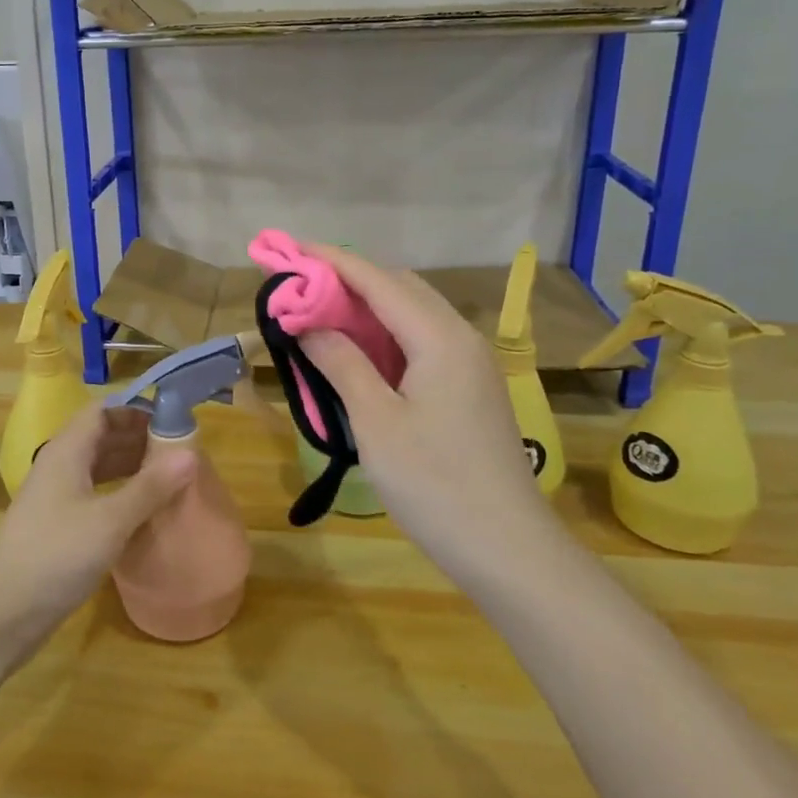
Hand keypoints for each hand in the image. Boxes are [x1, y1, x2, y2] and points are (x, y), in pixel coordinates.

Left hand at [0, 402, 193, 652]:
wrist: (3, 613)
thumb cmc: (57, 555)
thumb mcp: (111, 520)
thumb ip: (150, 486)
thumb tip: (190, 453)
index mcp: (67, 450)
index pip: (103, 410)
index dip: (137, 410)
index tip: (173, 420)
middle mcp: (59, 465)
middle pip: (102, 436)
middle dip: (139, 438)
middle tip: (181, 451)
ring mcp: (56, 496)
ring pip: (98, 466)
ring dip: (132, 466)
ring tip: (170, 477)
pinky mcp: (58, 524)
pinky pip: (94, 492)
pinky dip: (120, 492)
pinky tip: (144, 508)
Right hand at [297, 244, 544, 568]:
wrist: (508, 548)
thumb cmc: (435, 484)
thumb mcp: (376, 422)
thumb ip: (341, 363)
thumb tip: (307, 322)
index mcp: (439, 337)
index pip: (377, 280)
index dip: (331, 261)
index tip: (289, 248)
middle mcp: (460, 337)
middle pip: (399, 288)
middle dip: (348, 279)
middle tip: (300, 286)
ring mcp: (470, 363)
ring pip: (412, 314)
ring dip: (366, 307)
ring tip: (320, 313)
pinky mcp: (469, 388)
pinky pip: (422, 341)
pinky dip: (385, 335)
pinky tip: (359, 352)